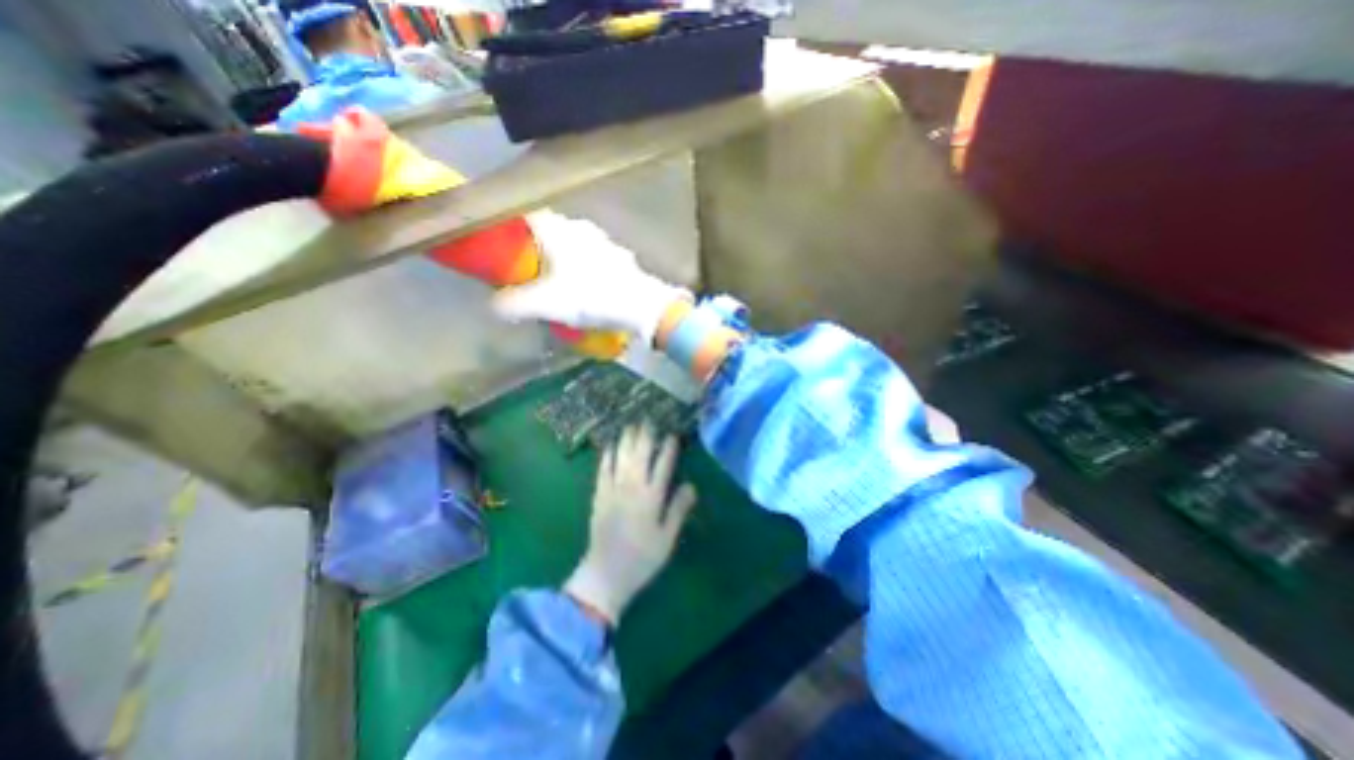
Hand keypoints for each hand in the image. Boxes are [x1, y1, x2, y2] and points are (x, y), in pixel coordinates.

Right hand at [493, 210, 688, 344]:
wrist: (642, 306)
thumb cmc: (592, 297)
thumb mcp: (548, 304)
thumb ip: (515, 304)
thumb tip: (493, 306)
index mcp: (559, 231)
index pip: (525, 214)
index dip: (509, 224)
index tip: (499, 240)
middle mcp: (580, 229)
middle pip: (549, 229)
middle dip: (534, 245)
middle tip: (524, 266)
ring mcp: (603, 241)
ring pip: (573, 242)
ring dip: (561, 256)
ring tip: (553, 279)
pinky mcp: (619, 257)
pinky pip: (592, 256)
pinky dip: (582, 266)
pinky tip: (583, 285)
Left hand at [564, 425, 698, 625]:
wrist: (606, 574)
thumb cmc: (642, 558)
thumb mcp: (667, 538)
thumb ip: (678, 509)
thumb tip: (691, 485)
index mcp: (652, 497)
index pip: (663, 465)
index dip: (669, 448)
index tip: (673, 434)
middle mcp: (633, 487)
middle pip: (640, 454)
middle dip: (646, 435)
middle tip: (649, 420)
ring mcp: (613, 489)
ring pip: (621, 457)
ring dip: (627, 439)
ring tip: (631, 424)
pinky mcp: (599, 495)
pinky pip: (603, 469)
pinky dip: (607, 455)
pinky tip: (610, 445)